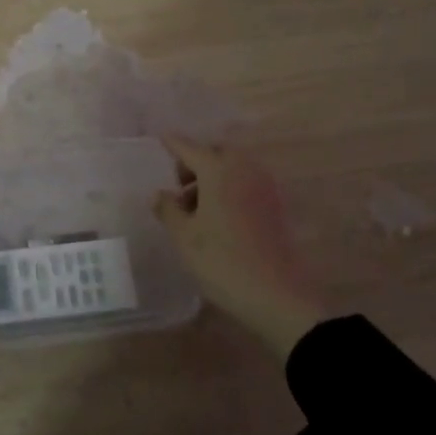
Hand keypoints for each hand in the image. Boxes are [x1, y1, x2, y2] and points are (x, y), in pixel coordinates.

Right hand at [152, 137, 326, 357]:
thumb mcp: (183, 236)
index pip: (189, 148)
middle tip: (179, 186)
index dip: (173, 144)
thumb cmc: (220, 261)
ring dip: (213, 177)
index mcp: (219, 170)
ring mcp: (264, 187)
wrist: (275, 295)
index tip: (160, 138)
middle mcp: (244, 169)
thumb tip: (160, 194)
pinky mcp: (275, 206)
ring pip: (234, 168)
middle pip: (216, 153)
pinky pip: (246, 184)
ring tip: (195, 207)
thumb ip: (168, 209)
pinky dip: (229, 189)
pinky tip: (217, 216)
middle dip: (196, 161)